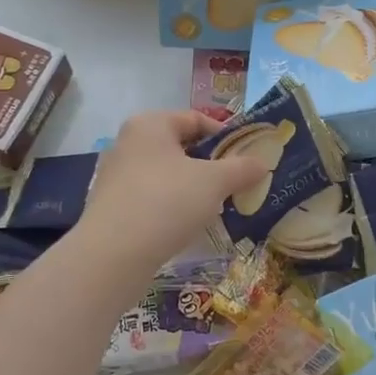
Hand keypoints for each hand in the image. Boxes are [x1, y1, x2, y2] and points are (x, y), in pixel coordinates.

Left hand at [78, 110, 268, 269]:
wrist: (112, 255)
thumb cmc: (166, 202)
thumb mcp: (214, 182)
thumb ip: (242, 168)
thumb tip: (262, 163)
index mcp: (150, 124)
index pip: (196, 119)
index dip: (226, 136)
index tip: (248, 157)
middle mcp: (128, 143)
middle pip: (181, 147)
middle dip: (212, 164)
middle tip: (237, 182)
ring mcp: (117, 176)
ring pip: (167, 174)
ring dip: (194, 187)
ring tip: (218, 206)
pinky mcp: (113, 206)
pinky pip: (152, 198)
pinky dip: (173, 206)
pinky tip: (189, 224)